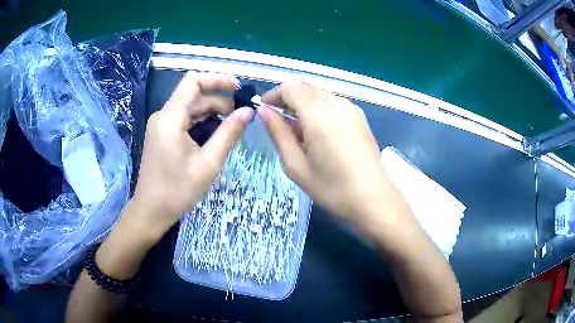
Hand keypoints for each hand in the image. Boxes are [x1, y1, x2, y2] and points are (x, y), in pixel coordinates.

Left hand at [128, 72, 253, 237]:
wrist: (151, 211)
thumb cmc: (178, 191)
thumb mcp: (208, 163)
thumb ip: (228, 134)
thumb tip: (248, 112)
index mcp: (170, 119)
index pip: (193, 81)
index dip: (217, 79)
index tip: (239, 88)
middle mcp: (163, 115)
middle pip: (194, 95)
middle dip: (219, 101)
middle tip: (240, 118)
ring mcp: (160, 124)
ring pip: (190, 107)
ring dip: (211, 113)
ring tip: (230, 129)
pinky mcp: (162, 133)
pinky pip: (184, 119)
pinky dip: (201, 122)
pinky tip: (214, 135)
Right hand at [259, 82, 405, 226]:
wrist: (374, 199)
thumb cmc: (332, 188)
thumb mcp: (296, 165)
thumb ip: (278, 133)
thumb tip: (264, 111)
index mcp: (319, 114)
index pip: (290, 87)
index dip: (273, 95)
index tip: (264, 110)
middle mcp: (336, 103)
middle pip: (305, 88)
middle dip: (287, 99)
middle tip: (278, 122)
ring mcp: (351, 108)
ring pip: (319, 94)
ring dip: (303, 104)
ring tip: (297, 131)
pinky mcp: (359, 117)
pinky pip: (332, 103)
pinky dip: (318, 109)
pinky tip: (318, 132)